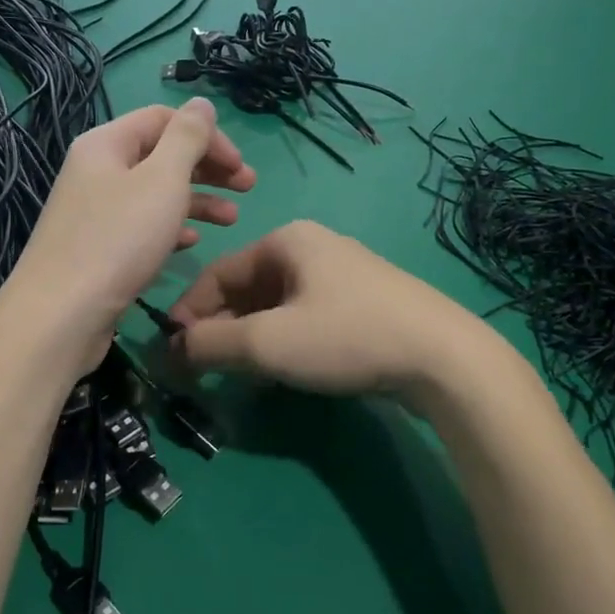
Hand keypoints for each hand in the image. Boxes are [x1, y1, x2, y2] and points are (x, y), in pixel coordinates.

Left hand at [4, 99, 255, 370]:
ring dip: (197, 200)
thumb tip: (201, 103)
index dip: (207, 135)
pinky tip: (194, 241)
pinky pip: (142, 226)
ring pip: (155, 194)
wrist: (62, 315)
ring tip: (233, 219)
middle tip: (248, 187)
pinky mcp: (99, 248)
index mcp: (106, 144)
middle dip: (208, 168)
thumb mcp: (162, 180)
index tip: (240, 165)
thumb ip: (187, 138)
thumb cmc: (118, 239)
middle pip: (160, 155)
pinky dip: (171, 227)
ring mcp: (95, 212)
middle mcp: (97, 171)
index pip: (164, 119)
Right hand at [171, 221, 488, 403]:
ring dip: (250, 337)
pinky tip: (282, 369)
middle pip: (247, 287)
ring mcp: (343, 275)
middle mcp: (313, 248)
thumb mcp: (268, 342)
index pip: (218, 273)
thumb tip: (171, 350)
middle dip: (220, 327)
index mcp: (286, 241)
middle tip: (204, 369)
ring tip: (238, 373)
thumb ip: (211, 345)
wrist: (442, 357)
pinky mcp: (363, 303)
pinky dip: (283, 339)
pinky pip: (305, 316)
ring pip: (276, 305)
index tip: (172, 352)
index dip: (189, 312)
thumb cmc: (346, 336)